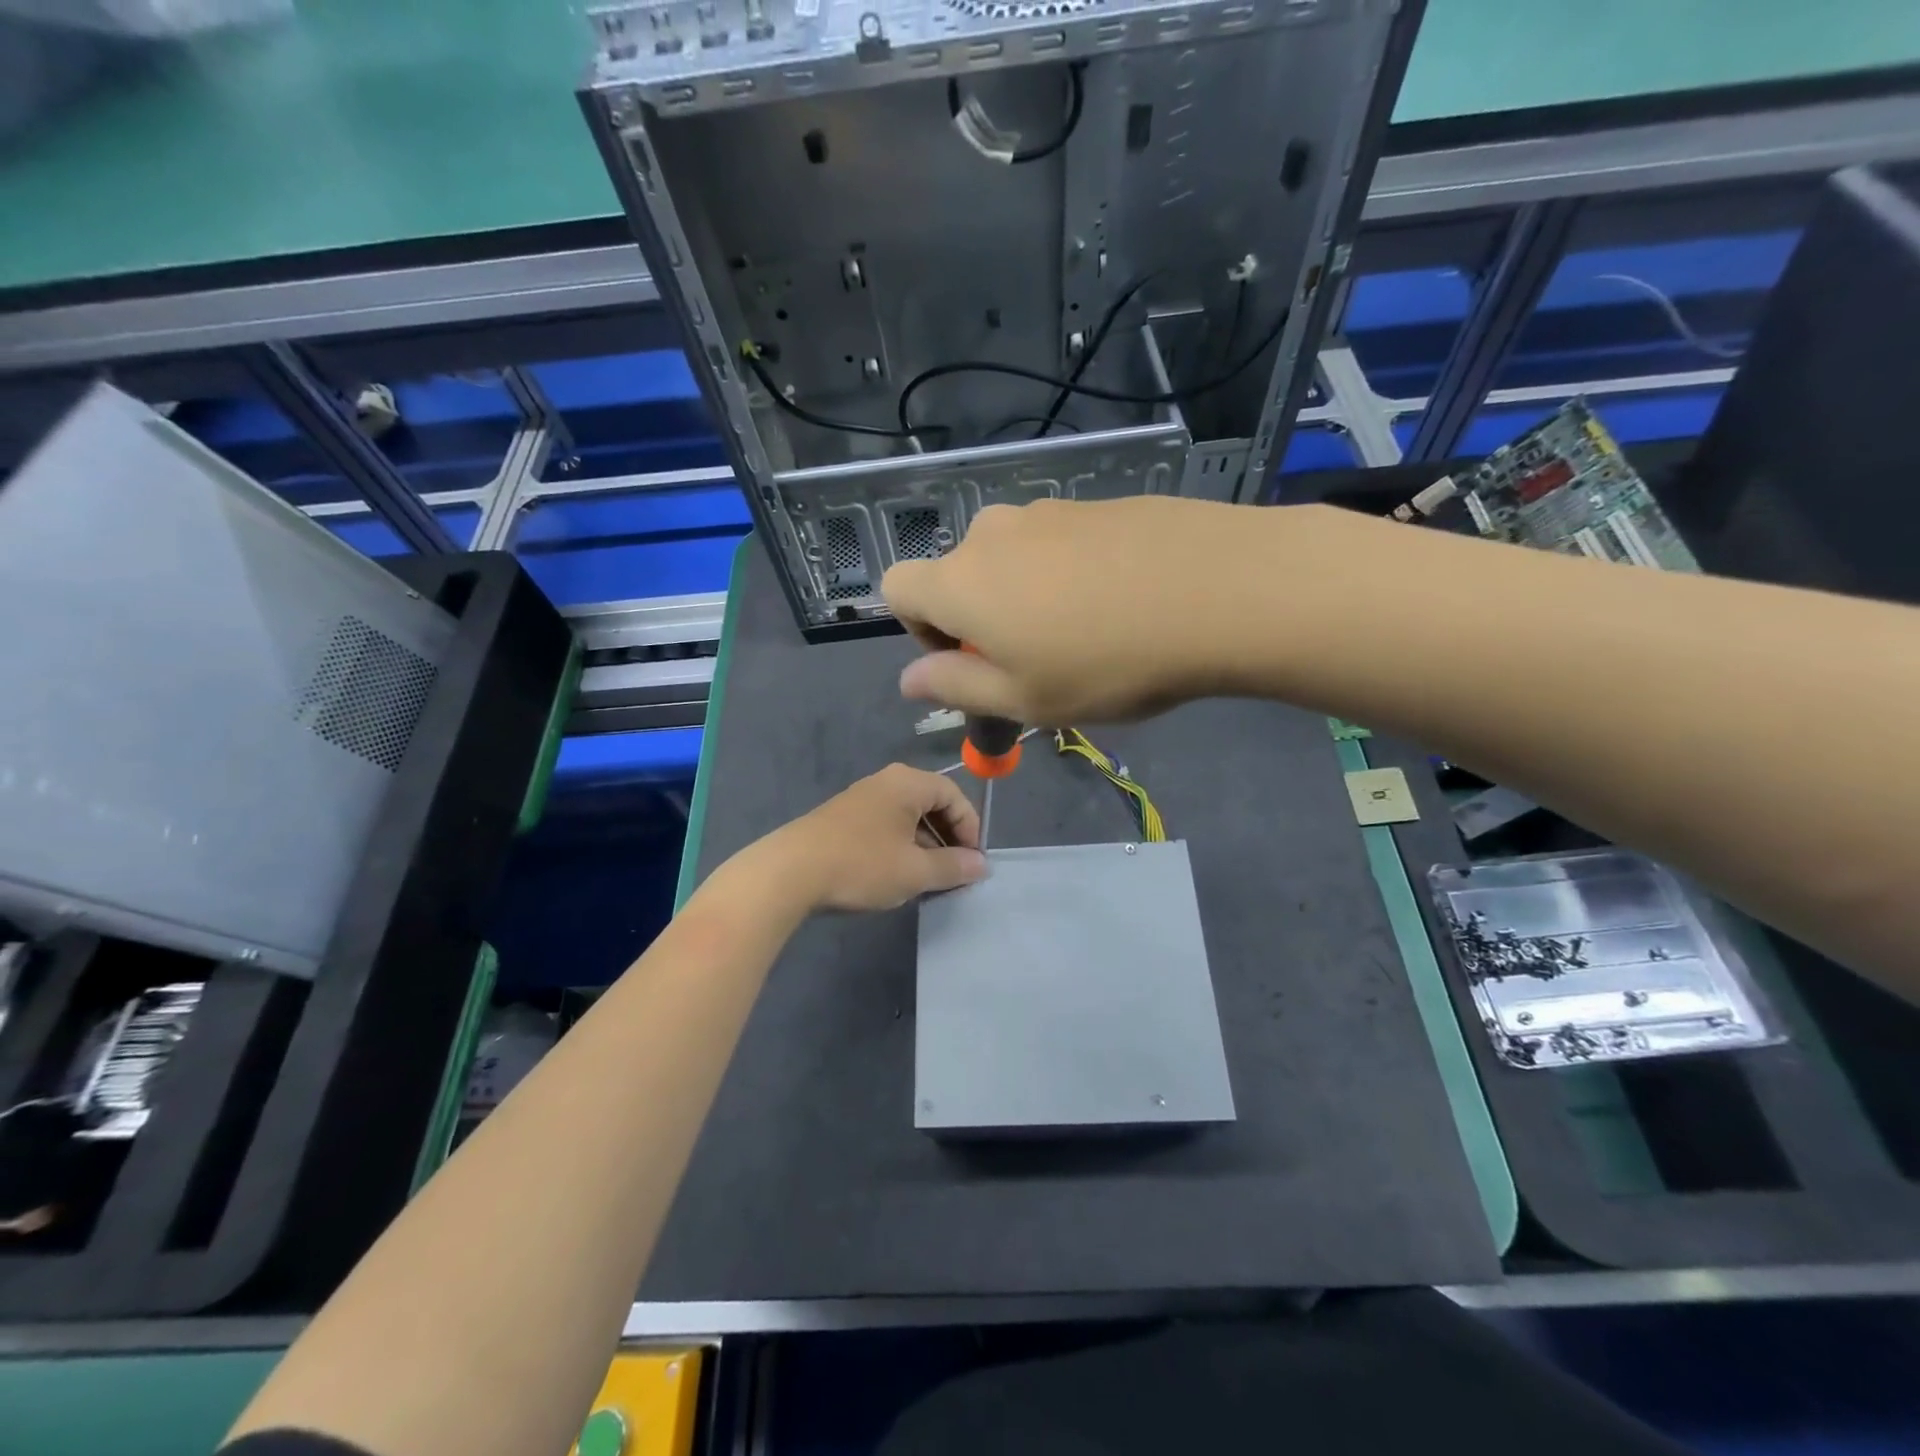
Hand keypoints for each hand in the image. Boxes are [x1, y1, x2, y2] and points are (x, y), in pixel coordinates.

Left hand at [769, 764, 986, 910]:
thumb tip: (981, 865)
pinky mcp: (843, 819)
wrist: (788, 873)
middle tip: (954, 872)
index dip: (970, 829)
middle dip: (948, 838)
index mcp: (908, 783)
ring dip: (924, 846)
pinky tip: (895, 875)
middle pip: (931, 804)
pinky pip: (885, 826)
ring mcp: (861, 798)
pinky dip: (900, 847)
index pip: (955, 796)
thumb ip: (953, 867)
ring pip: (907, 818)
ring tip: (927, 879)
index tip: (973, 863)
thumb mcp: (915, 871)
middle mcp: (886, 782)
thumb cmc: (861, 865)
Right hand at [882, 496, 1247, 723]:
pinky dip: (1070, 574)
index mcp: (961, 582)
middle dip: (980, 619)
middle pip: (958, 575)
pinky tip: (1123, 603)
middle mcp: (994, 533)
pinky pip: (1060, 544)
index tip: (969, 663)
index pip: (898, 588)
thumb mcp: (1025, 699)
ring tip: (1087, 634)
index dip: (920, 631)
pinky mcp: (1099, 503)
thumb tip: (908, 681)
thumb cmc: (1108, 663)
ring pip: (1012, 559)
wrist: (1223, 590)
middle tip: (1037, 661)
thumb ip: (955, 689)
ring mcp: (1050, 511)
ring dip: (1026, 596)